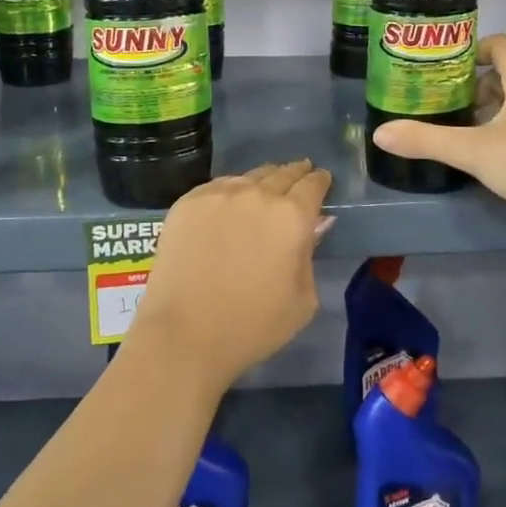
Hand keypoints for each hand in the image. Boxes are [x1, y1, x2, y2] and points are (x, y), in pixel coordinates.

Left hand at [129, 160, 332, 389]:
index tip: (321, 179)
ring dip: (263, 180)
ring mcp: (219, 195)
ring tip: (265, 186)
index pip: (312, 185)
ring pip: (249, 177)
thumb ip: (309, 255)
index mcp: (292, 217)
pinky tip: (231, 201)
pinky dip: (231, 190)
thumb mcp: (302, 300)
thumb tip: (311, 227)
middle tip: (300, 173)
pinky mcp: (188, 202)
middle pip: (282, 173)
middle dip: (295, 173)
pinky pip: (217, 186)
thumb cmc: (252, 326)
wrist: (184, 333)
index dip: (319, 181)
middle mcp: (257, 195)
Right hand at [371, 34, 505, 236]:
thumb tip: (380, 134)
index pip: (499, 46)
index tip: (443, 66)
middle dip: (473, 87)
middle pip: (505, 76)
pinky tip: (485, 156)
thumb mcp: (472, 150)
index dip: (471, 49)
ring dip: (488, 112)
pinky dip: (504, 134)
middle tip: (443, 101)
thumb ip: (426, 140)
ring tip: (458, 128)